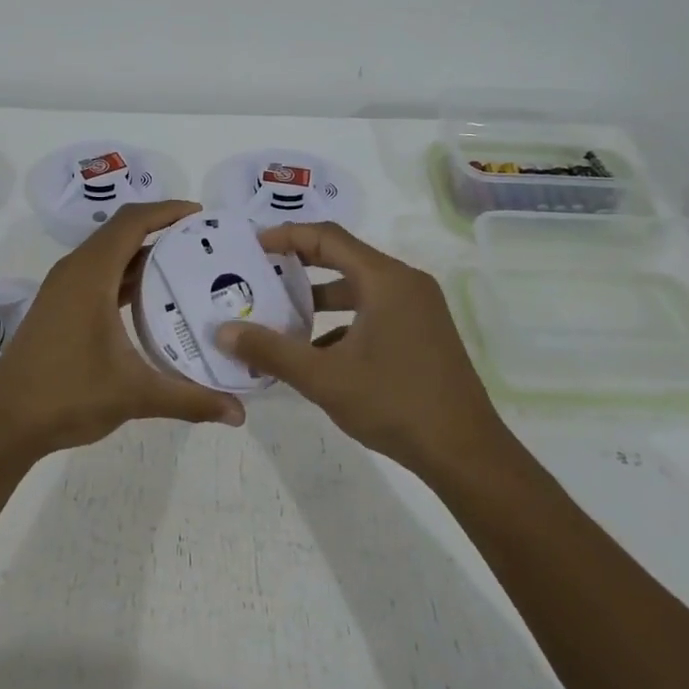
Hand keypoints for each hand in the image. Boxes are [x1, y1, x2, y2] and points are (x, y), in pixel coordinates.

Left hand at [0, 199, 244, 454]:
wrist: (4, 423)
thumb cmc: (67, 395)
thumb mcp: (135, 394)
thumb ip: (190, 399)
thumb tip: (239, 413)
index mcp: (90, 274)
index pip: (132, 221)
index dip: (167, 211)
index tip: (202, 215)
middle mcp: (74, 271)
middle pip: (121, 231)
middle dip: (161, 229)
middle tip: (202, 242)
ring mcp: (62, 289)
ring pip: (108, 254)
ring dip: (142, 253)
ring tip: (184, 266)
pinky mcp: (58, 307)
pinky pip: (98, 274)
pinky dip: (125, 275)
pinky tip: (150, 300)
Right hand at [216, 222, 510, 474]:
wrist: (465, 452)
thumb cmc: (394, 403)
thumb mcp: (323, 377)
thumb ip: (271, 351)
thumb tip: (223, 332)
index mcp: (385, 280)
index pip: (328, 237)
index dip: (287, 235)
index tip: (252, 246)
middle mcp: (404, 283)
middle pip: (343, 257)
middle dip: (298, 265)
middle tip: (258, 273)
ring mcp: (417, 308)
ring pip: (358, 288)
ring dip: (318, 298)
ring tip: (278, 315)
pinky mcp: (422, 332)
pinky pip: (373, 310)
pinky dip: (341, 321)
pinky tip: (314, 351)